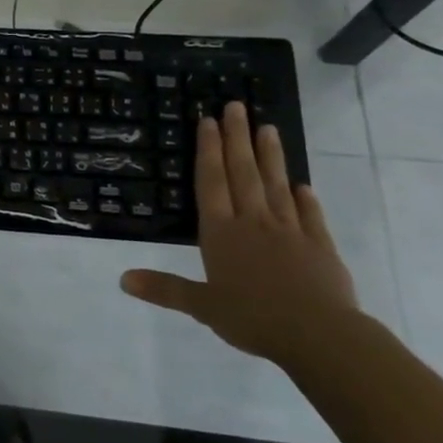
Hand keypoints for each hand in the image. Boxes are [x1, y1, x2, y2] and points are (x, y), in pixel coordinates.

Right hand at [119, 102, 360, 364]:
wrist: (320, 335)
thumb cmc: (252, 317)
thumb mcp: (201, 306)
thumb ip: (164, 289)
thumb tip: (122, 280)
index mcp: (221, 232)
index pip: (211, 182)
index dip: (208, 150)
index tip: (209, 121)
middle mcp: (253, 222)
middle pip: (243, 173)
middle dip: (237, 138)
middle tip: (237, 107)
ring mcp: (290, 232)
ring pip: (277, 185)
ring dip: (271, 156)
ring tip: (268, 128)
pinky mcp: (320, 247)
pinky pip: (310, 216)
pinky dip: (306, 199)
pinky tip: (304, 185)